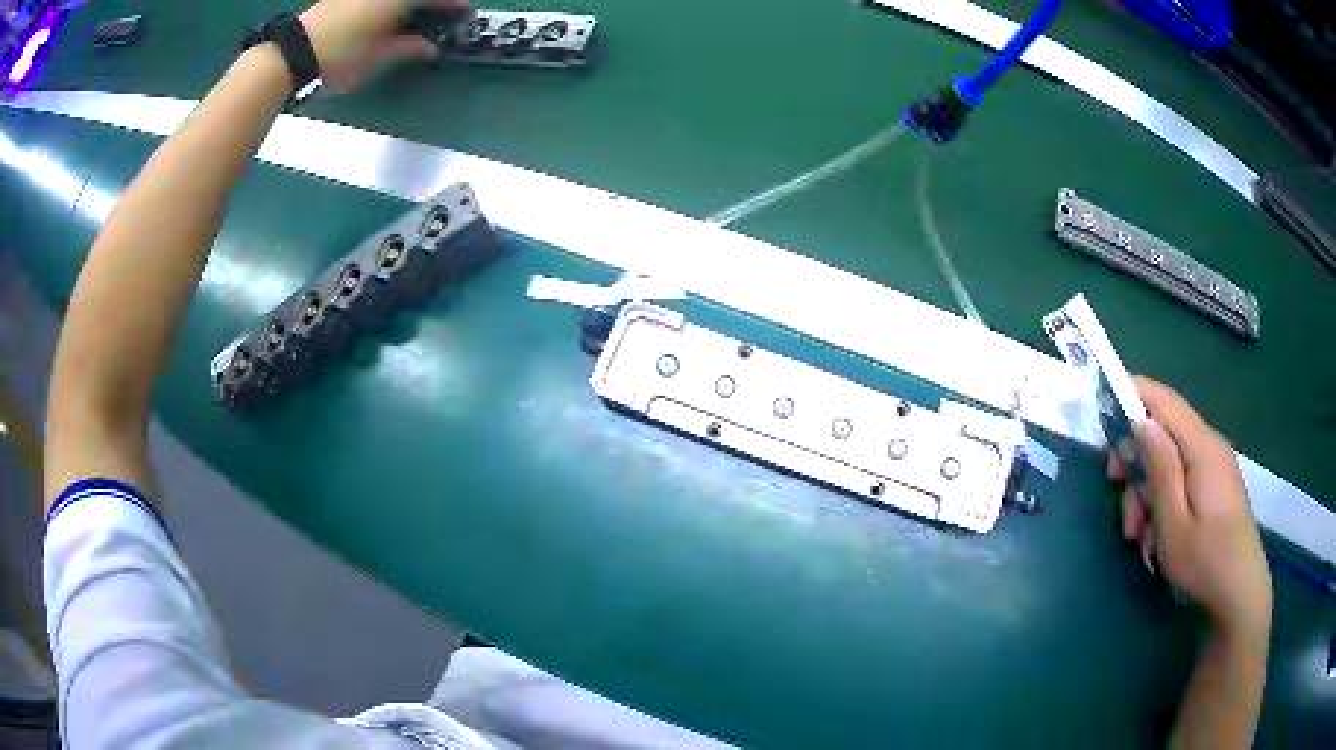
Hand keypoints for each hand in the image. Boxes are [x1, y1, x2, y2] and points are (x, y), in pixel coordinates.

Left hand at [298, 0, 468, 89]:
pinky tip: (389, 16)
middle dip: (433, 3)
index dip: (454, 4)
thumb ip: (407, 49)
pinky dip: (391, 6)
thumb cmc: (341, 55)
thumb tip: (430, 48)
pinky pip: (380, 0)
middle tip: (440, 13)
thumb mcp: (378, 57)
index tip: (465, 12)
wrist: (293, 52)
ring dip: (409, 5)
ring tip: (413, 16)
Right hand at [1108, 377, 1271, 639]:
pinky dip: (1163, 499)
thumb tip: (1142, 421)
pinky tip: (1156, 535)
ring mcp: (1215, 466)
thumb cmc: (1204, 562)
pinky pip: (1182, 477)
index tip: (1103, 409)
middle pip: (1164, 432)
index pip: (1163, 400)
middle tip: (1116, 491)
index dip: (1133, 393)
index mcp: (1201, 448)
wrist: (1239, 593)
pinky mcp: (1215, 486)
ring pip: (1170, 459)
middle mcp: (1210, 446)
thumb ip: (1160, 469)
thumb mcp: (1173, 524)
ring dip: (1147, 490)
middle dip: (1136, 458)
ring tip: (1138, 534)